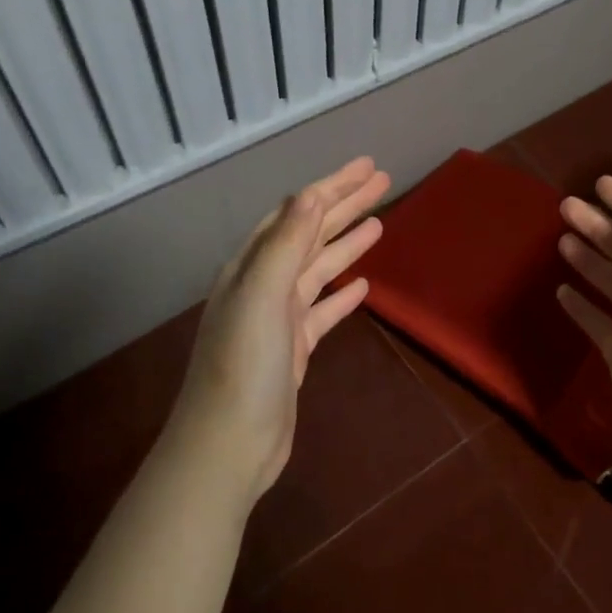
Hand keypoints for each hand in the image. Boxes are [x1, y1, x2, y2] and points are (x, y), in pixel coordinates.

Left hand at [170, 156, 389, 503]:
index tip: (368, 167)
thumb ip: (286, 244)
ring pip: (318, 269)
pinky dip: (342, 294)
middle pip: (310, 234)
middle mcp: (263, 285)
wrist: (228, 445)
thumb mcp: (263, 297)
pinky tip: (363, 286)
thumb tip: (310, 194)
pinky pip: (322, 309)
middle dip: (345, 206)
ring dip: (347, 244)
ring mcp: (278, 318)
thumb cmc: (243, 367)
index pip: (298, 213)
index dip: (333, 187)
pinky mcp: (292, 349)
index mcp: (252, 266)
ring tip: (380, 224)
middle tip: (383, 183)